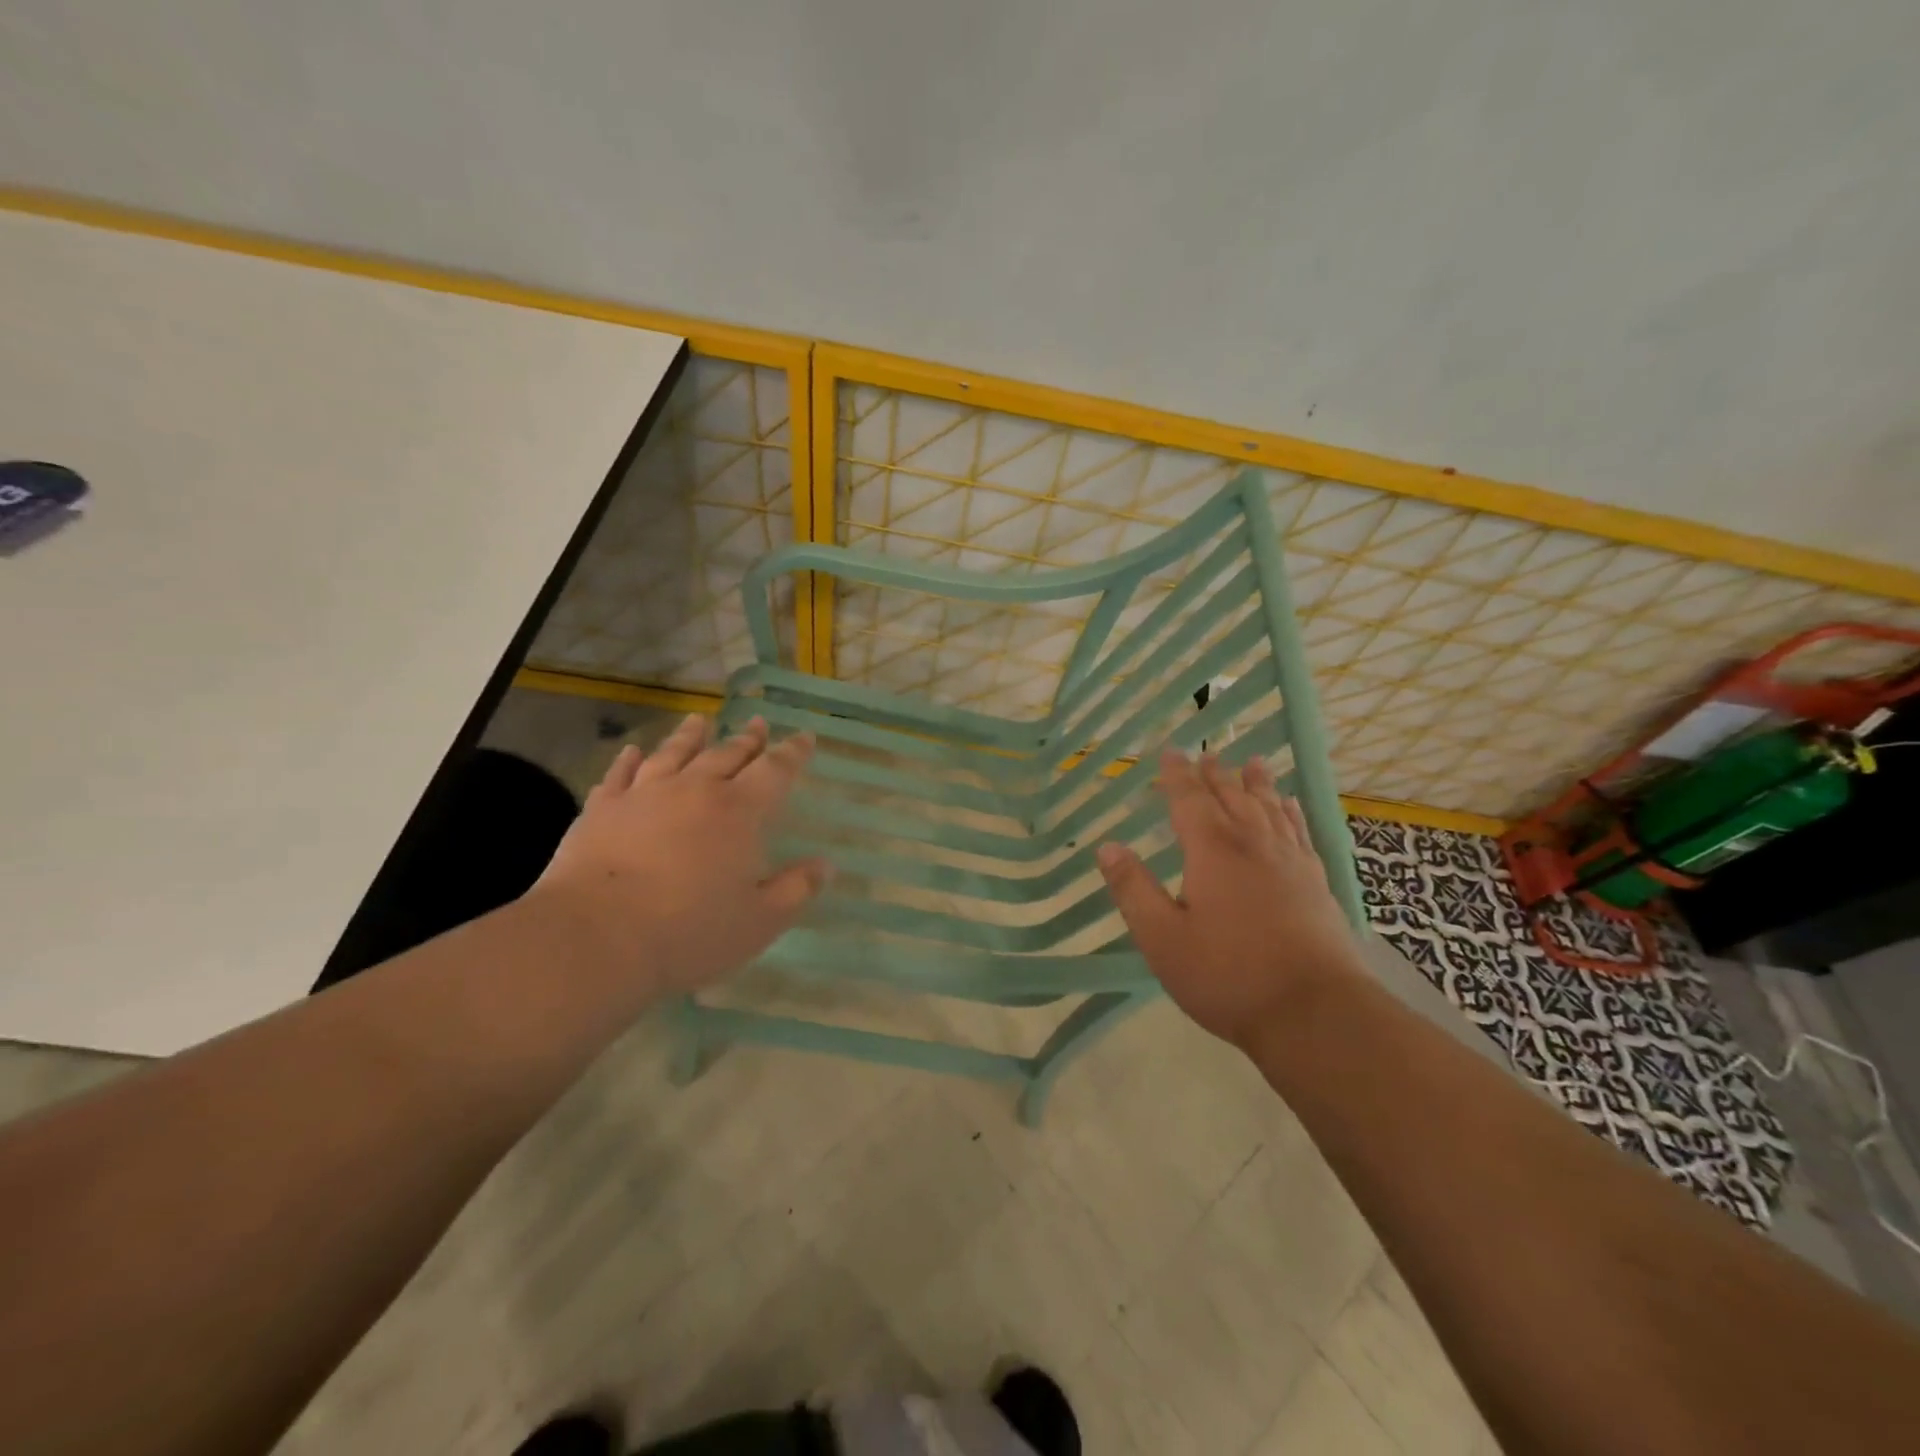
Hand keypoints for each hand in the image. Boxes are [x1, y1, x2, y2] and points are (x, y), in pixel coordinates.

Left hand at [529, 714, 829, 996]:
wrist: (596, 938)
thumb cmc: (689, 932)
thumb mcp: (760, 921)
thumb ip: (796, 889)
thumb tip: (825, 865)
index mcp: (738, 812)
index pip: (775, 770)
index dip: (793, 753)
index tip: (805, 737)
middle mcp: (694, 790)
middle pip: (727, 754)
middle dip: (748, 739)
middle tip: (758, 724)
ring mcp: (644, 794)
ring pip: (673, 753)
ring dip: (691, 736)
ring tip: (700, 721)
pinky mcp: (602, 809)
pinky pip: (619, 774)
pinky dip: (628, 760)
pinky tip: (632, 751)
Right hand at [1097, 750, 1362, 1050]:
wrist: (1313, 1013)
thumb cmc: (1227, 975)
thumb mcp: (1162, 938)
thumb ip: (1134, 890)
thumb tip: (1107, 847)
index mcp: (1212, 852)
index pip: (1190, 800)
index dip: (1177, 775)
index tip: (1170, 752)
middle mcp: (1253, 845)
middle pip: (1232, 797)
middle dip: (1215, 775)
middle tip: (1206, 755)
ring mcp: (1291, 862)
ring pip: (1270, 808)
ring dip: (1256, 783)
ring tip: (1252, 763)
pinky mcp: (1316, 883)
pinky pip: (1300, 831)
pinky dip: (1290, 812)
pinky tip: (1290, 807)